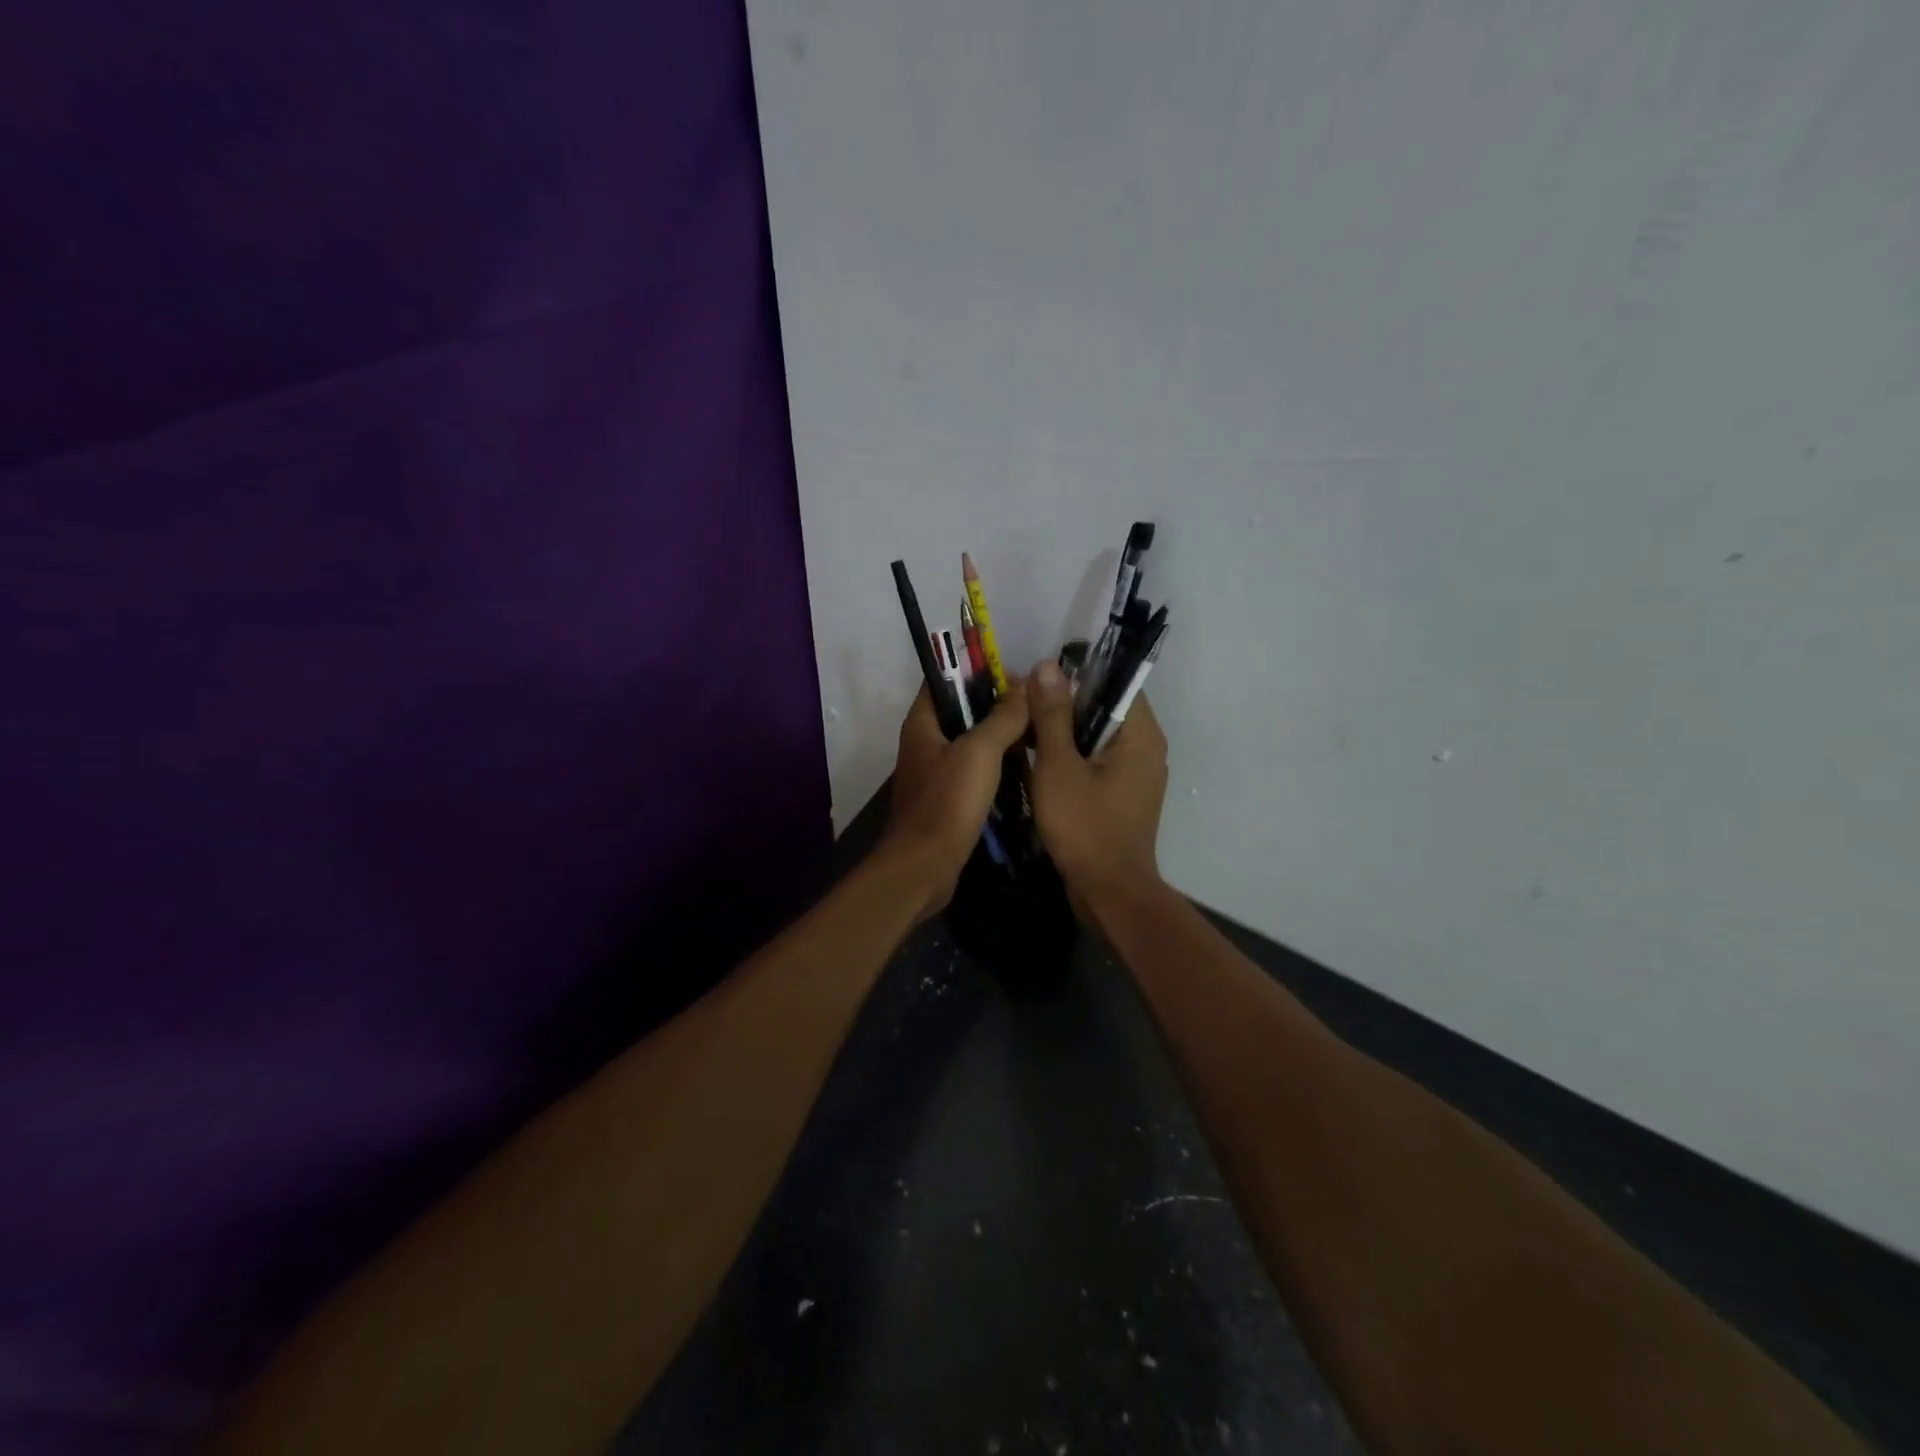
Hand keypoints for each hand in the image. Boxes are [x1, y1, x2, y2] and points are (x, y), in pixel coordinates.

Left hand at [883, 682, 1031, 917]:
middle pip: (961, 711)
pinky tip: (1024, 769)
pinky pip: (974, 771)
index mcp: (922, 723)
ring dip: (1000, 737)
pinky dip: (996, 766)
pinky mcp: (947, 799)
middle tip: (1035, 706)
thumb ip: (1003, 717)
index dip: (977, 671)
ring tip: (1037, 734)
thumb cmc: (948, 802)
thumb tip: (1024, 687)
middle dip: (996, 706)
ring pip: (970, 743)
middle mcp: (924, 743)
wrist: (925, 866)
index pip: (944, 679)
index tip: (1016, 676)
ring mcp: (934, 773)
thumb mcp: (980, 751)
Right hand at [1026, 660, 1167, 905]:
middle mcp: (1146, 748)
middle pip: (1103, 709)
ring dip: (1062, 732)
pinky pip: (1095, 761)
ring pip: (1096, 737)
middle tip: (1021, 705)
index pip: (1113, 683)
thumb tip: (1047, 665)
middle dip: (1062, 705)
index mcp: (1140, 735)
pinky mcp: (1121, 795)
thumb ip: (1053, 715)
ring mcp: (1135, 774)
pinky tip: (1036, 761)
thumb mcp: (1059, 766)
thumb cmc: (1085, 826)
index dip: (1075, 677)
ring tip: (1022, 729)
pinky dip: (1070, 757)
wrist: (1108, 892)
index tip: (1037, 683)